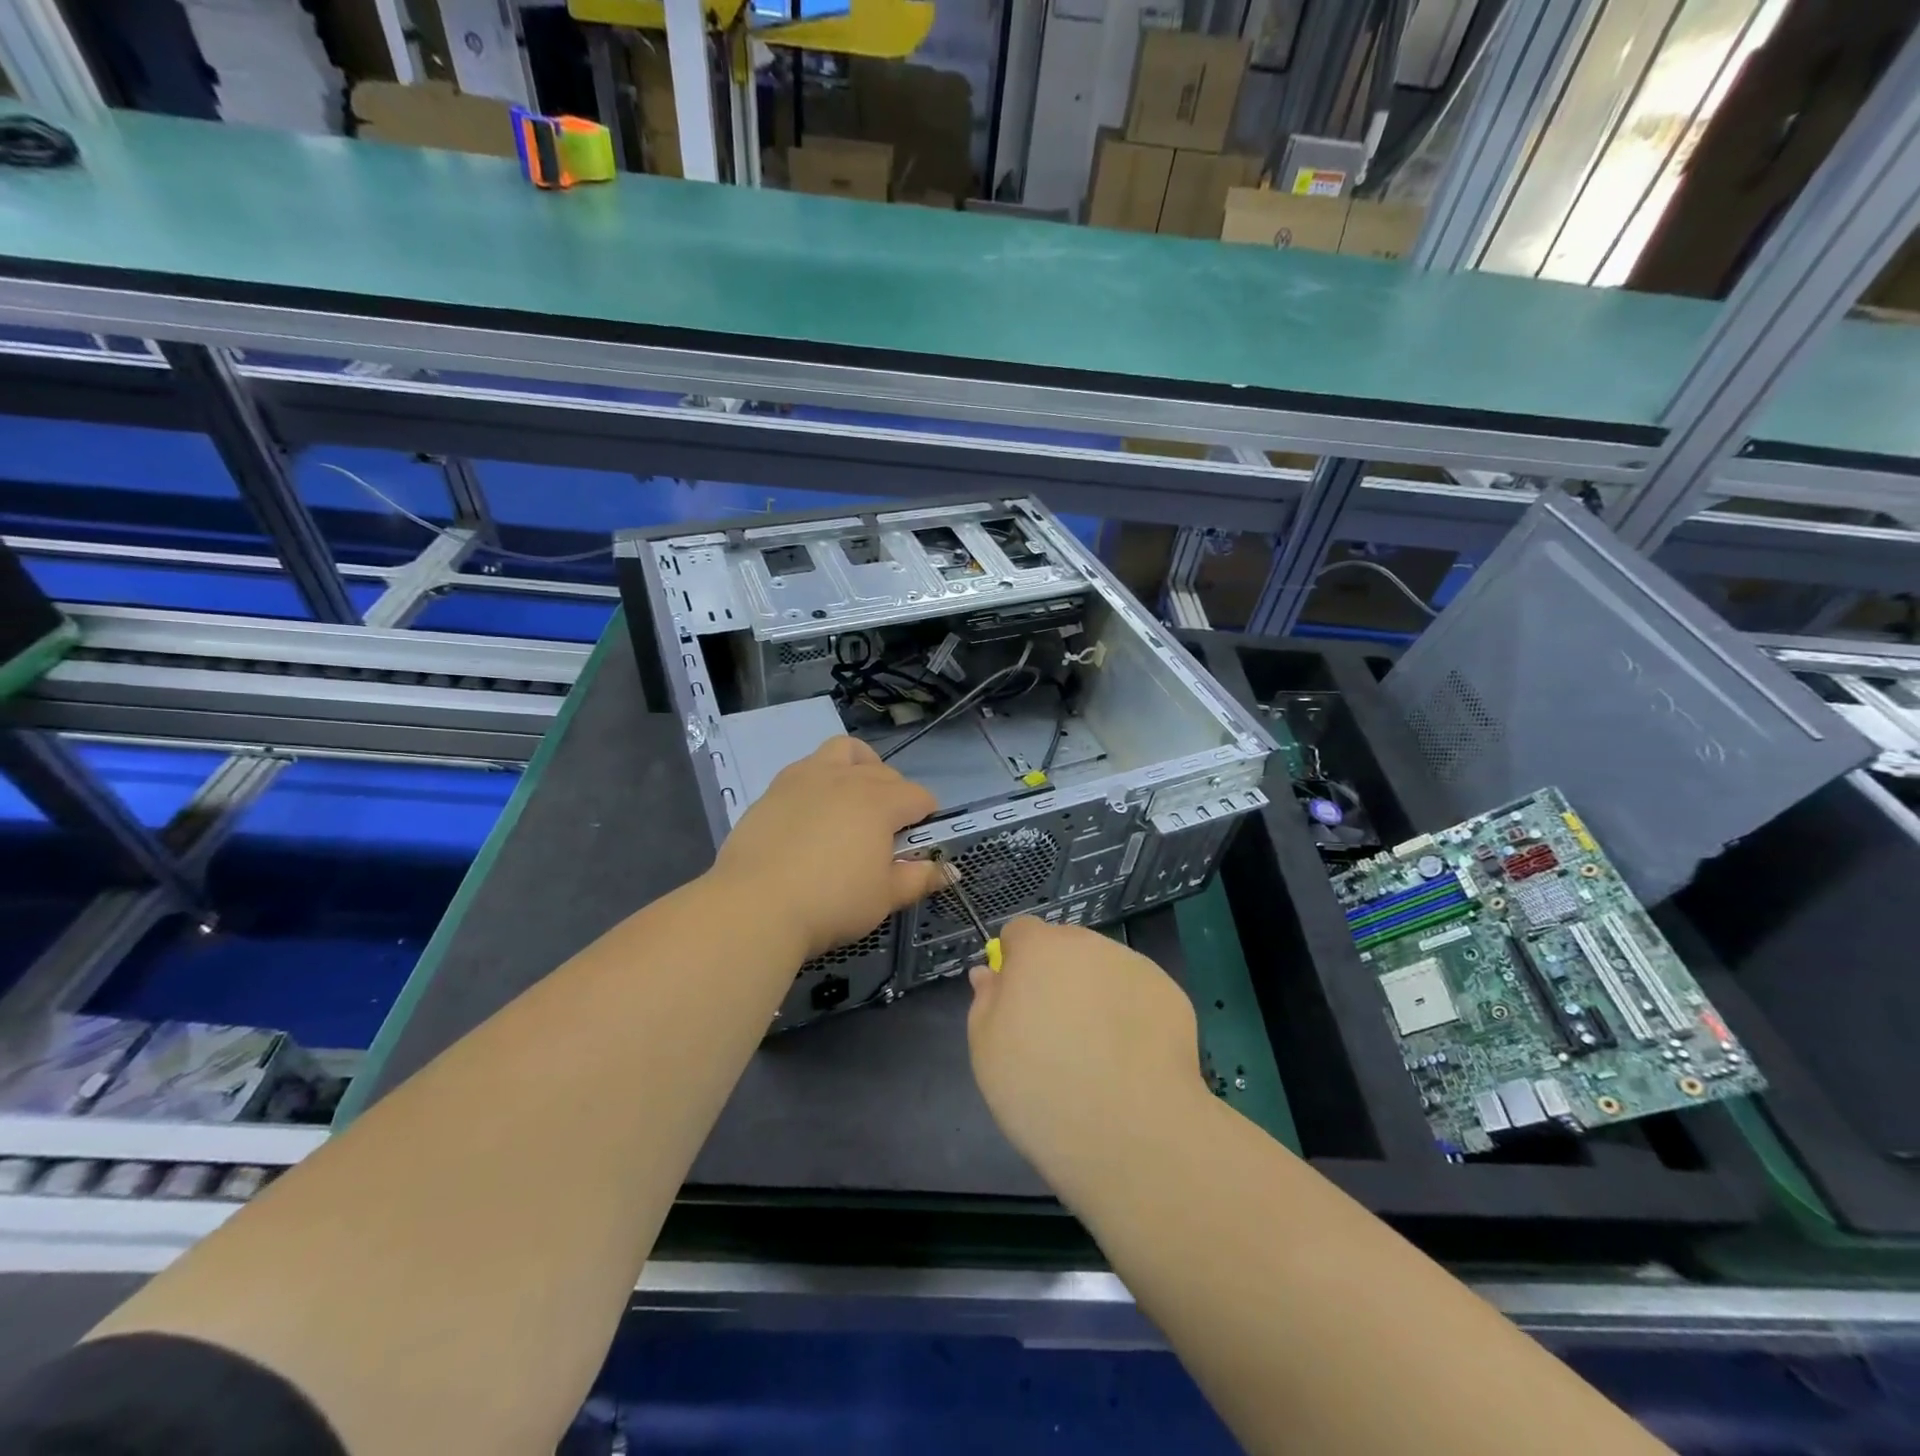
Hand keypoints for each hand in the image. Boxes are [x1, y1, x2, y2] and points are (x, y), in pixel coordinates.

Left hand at [711, 735, 948, 960]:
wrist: (755, 905)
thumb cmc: (832, 902)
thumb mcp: (884, 897)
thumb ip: (919, 878)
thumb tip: (949, 870)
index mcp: (879, 802)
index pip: (919, 796)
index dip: (927, 816)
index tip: (920, 841)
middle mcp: (847, 779)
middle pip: (885, 773)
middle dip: (897, 794)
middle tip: (889, 831)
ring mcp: (807, 777)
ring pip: (844, 750)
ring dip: (860, 766)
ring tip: (855, 797)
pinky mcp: (775, 788)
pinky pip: (808, 767)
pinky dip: (822, 780)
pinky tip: (815, 813)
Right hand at [966, 918, 1208, 1188]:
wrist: (1132, 1133)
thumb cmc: (1042, 1090)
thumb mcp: (987, 1051)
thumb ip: (986, 1001)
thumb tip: (990, 973)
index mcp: (1039, 950)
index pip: (1020, 931)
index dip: (1015, 961)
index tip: (1017, 1002)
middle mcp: (1088, 945)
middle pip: (1065, 946)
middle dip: (1057, 975)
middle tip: (1055, 1030)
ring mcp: (1135, 967)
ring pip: (1104, 969)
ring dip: (1095, 992)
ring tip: (1098, 1052)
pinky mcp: (1171, 995)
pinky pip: (1138, 995)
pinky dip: (1131, 1015)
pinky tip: (1131, 1061)